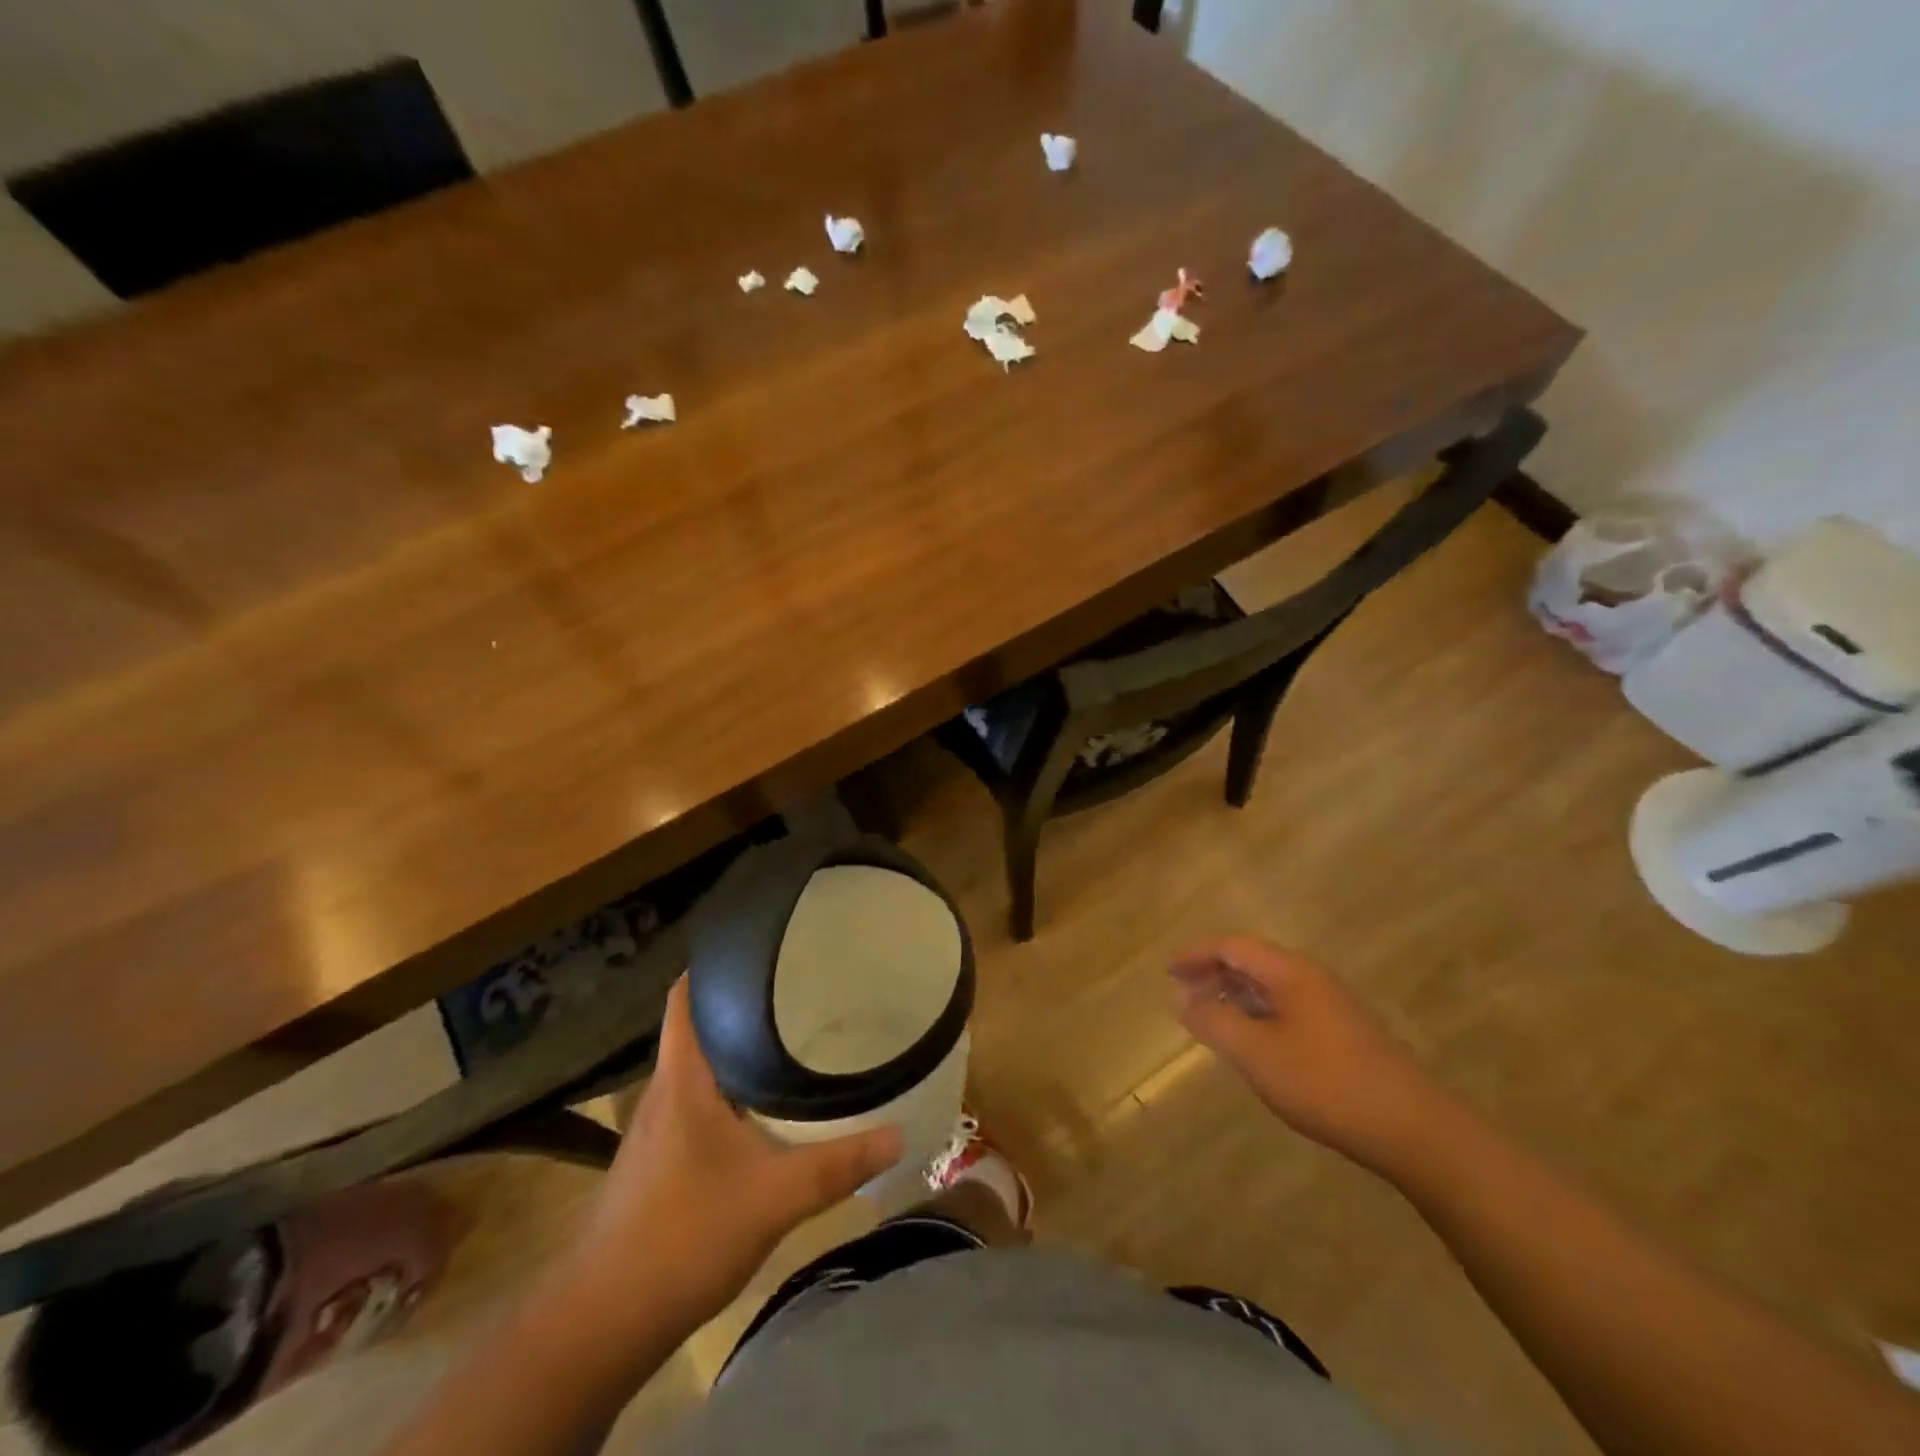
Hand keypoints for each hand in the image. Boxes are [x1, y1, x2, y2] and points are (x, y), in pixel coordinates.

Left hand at [578, 976, 903, 1326]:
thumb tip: (899, 1133)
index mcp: (683, 1077)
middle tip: (798, 986)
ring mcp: (657, 1128)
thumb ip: (839, 1164)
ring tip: (791, 1033)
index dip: (715, 964)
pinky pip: (699, 1101)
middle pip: (699, 1025)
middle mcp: (666, 1090)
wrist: (601, 1323)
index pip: (686, 996)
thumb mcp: (775, 1197)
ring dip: (738, 1047)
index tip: (762, 946)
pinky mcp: (659, 1160)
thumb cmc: (683, 1236)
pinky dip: (731, 1088)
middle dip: (743, 1002)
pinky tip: (764, 1105)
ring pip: (701, 1066)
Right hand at [1169, 937, 1449, 1175]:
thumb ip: (1215, 1022)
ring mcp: (1329, 1006)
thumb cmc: (1326, 1083)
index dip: (1197, 954)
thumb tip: (1185, 1001)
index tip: (1168, 972)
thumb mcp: (1257, 1054)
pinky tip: (1249, 1040)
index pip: (1233, 946)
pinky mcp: (1340, 1033)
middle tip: (1182, 992)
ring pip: (1270, 986)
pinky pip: (1285, 1007)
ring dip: (1234, 993)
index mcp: (1290, 973)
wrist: (1412, 1129)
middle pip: (1252, 961)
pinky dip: (1256, 1013)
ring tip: (1207, 1015)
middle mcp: (1310, 979)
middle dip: (1213, 972)